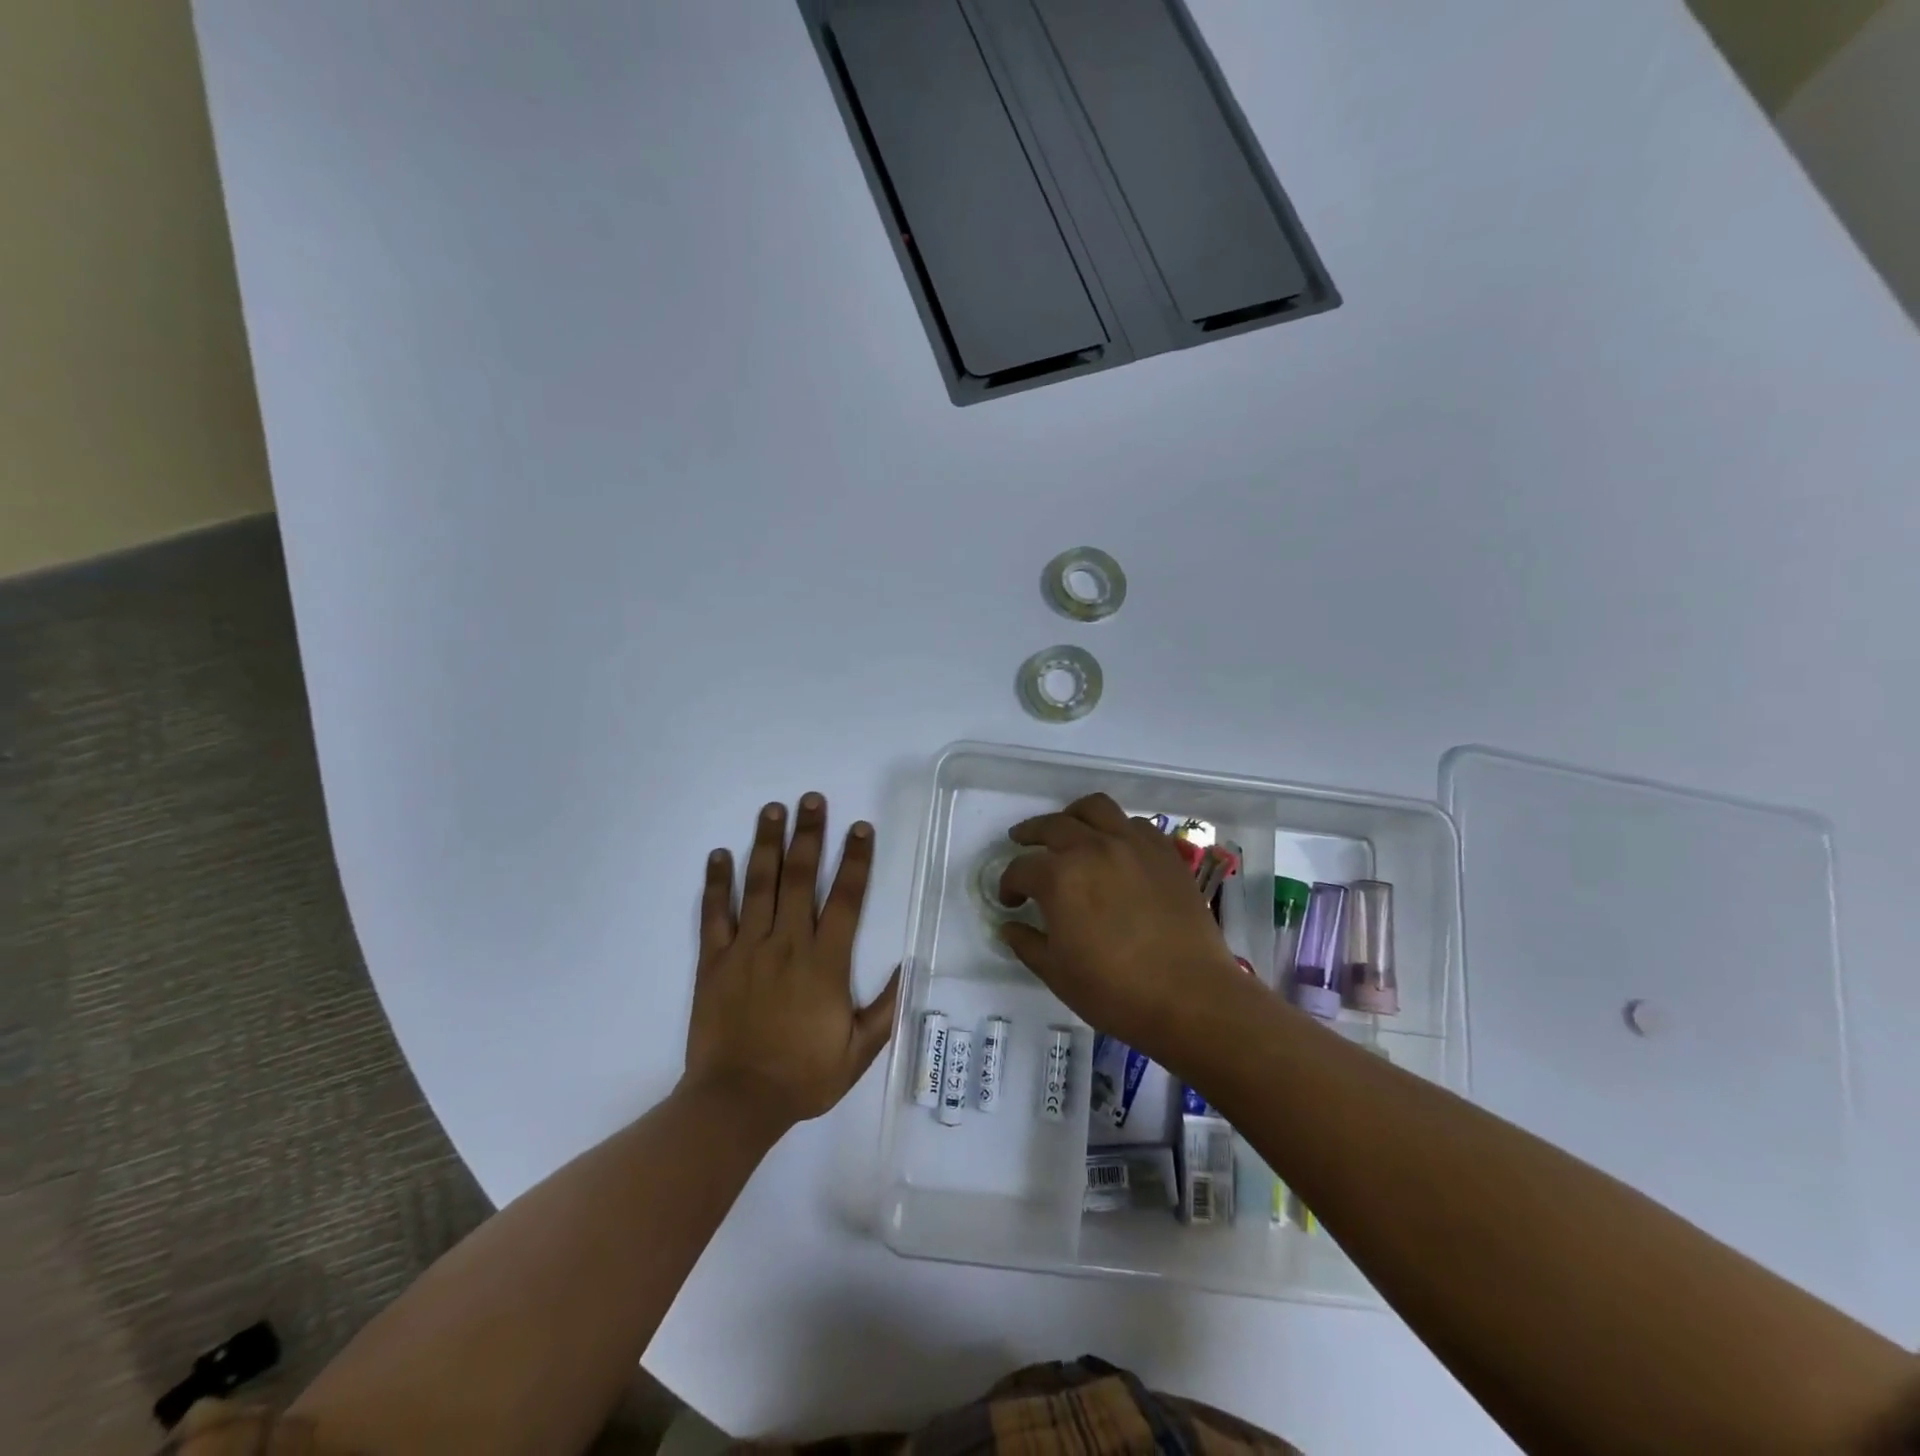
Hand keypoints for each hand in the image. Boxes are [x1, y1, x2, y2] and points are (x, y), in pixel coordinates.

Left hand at [684, 794, 897, 1132]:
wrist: (736, 1102)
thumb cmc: (802, 1076)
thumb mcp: (858, 1052)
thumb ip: (885, 1009)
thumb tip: (908, 968)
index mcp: (825, 962)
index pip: (846, 898)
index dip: (855, 859)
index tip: (859, 828)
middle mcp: (788, 943)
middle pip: (800, 877)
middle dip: (809, 834)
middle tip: (812, 799)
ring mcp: (747, 948)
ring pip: (759, 885)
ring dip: (767, 844)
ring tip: (773, 809)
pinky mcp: (714, 961)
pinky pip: (714, 914)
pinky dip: (717, 882)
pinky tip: (720, 854)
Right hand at [997, 793, 1245, 1071]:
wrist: (1191, 997)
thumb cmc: (1115, 991)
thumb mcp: (1057, 973)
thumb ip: (1027, 944)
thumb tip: (1010, 926)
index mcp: (1060, 877)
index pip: (1021, 869)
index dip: (1008, 885)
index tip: (1010, 901)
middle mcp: (1093, 848)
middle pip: (1053, 826)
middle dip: (1030, 834)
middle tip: (1021, 843)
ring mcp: (1133, 845)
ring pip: (1096, 808)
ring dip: (1073, 816)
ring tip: (1069, 829)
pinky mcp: (1165, 853)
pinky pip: (1135, 824)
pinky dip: (1117, 828)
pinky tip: (1115, 847)